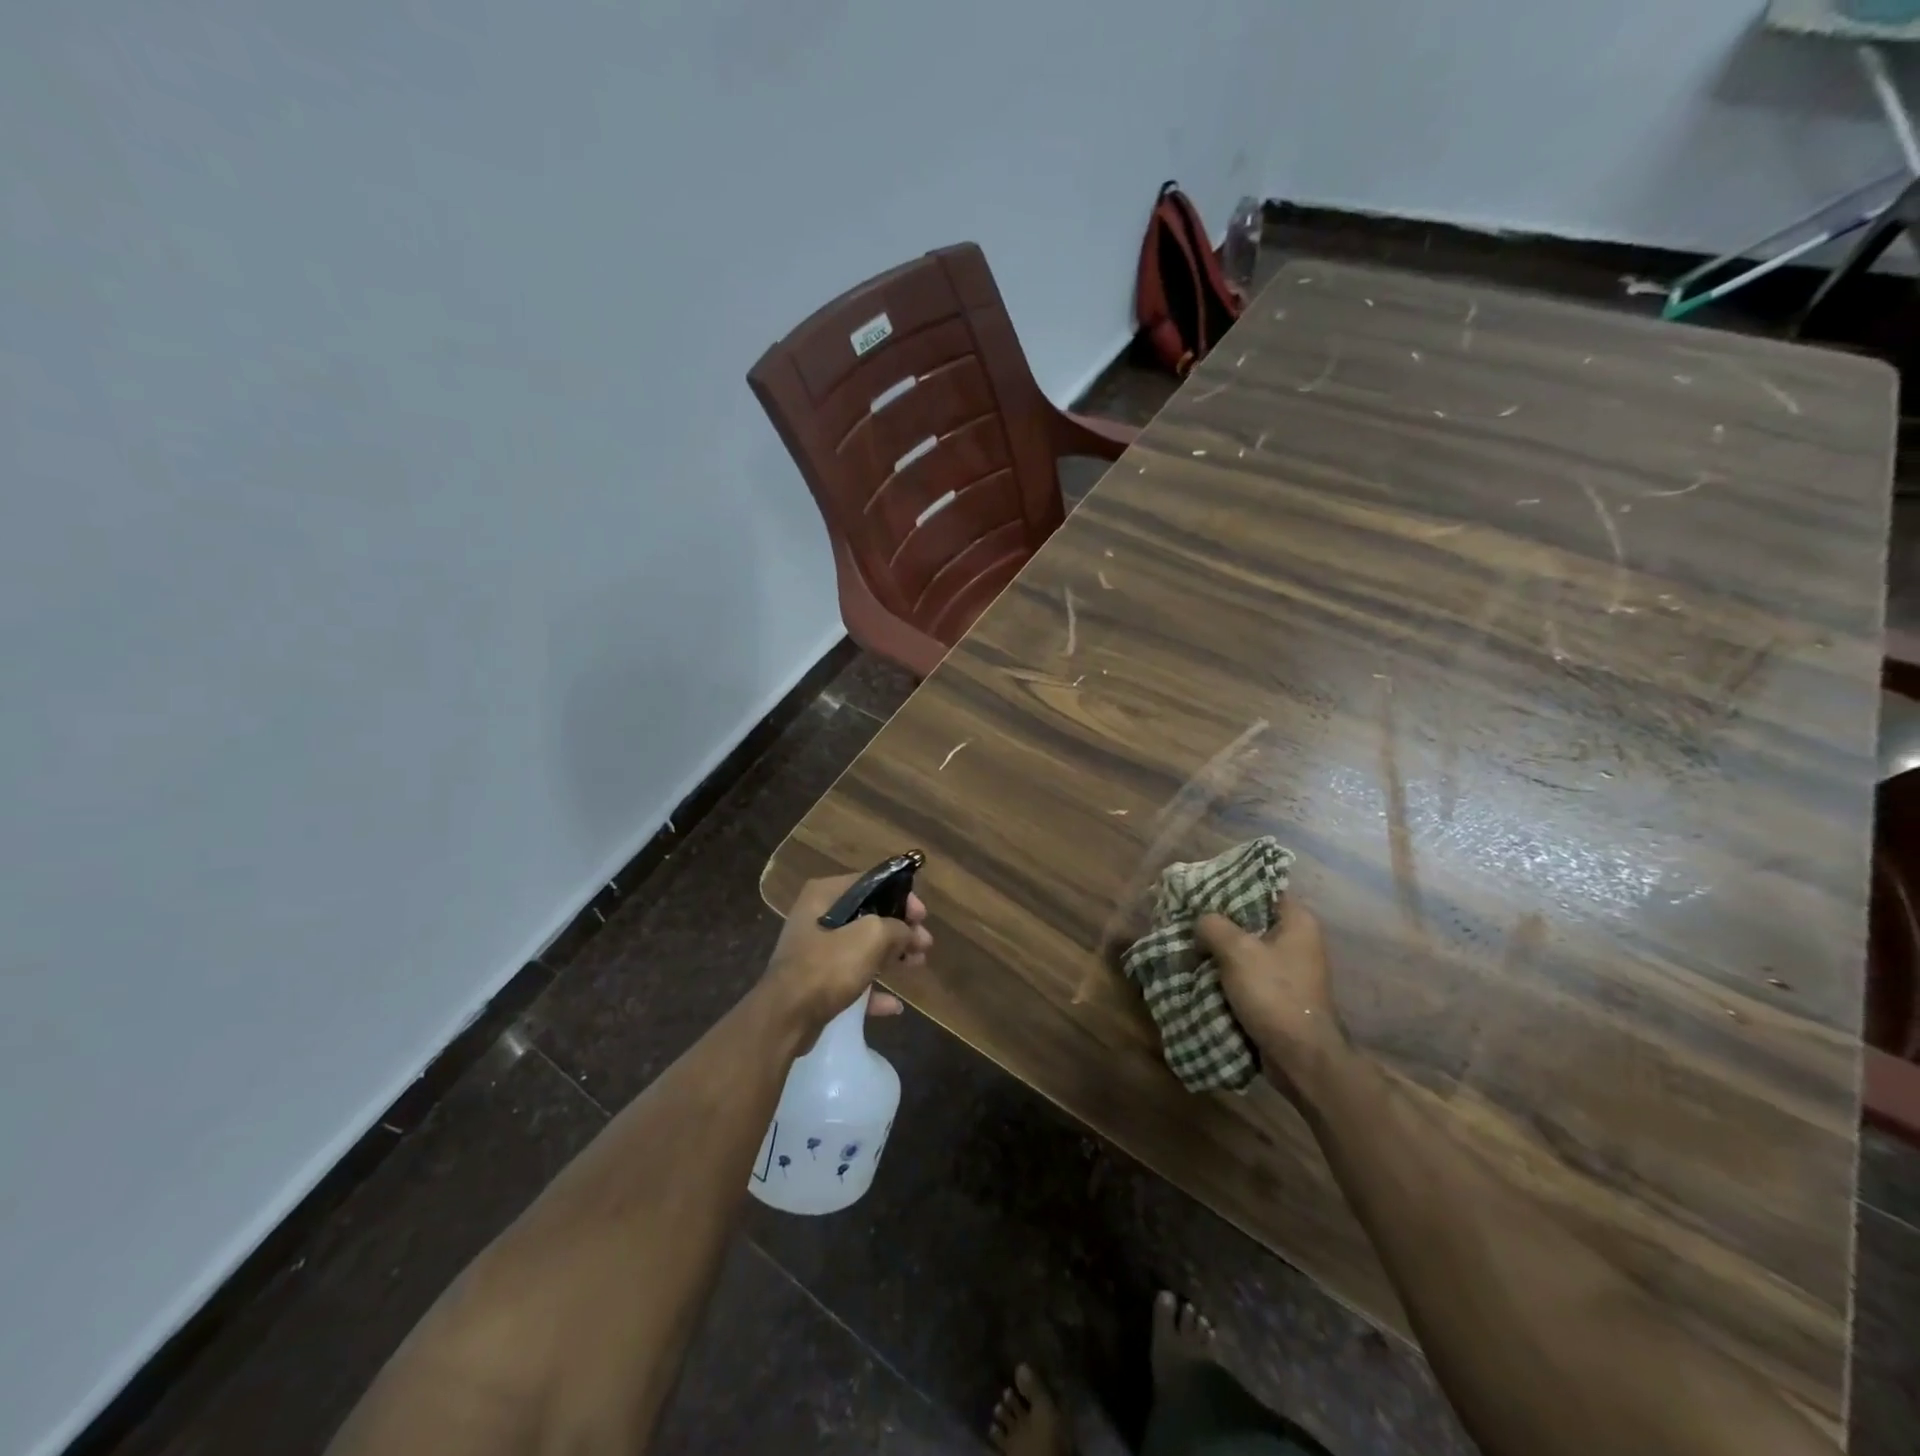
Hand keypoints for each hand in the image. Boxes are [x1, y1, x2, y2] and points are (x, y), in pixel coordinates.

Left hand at [762, 874, 932, 1049]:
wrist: (786, 1017)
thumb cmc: (828, 966)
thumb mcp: (871, 936)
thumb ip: (897, 928)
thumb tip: (907, 933)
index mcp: (825, 895)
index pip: (871, 883)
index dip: (901, 896)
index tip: (922, 916)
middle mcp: (817, 917)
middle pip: (869, 916)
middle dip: (900, 930)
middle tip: (924, 944)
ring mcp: (815, 951)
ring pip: (863, 948)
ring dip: (892, 956)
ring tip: (917, 965)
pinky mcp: (816, 983)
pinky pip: (852, 980)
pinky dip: (873, 990)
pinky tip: (894, 1005)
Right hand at [1196, 897, 1346, 1102]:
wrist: (1300, 1057)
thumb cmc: (1274, 994)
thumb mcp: (1237, 951)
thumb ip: (1213, 925)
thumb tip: (1201, 921)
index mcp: (1297, 921)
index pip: (1261, 889)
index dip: (1230, 887)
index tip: (1200, 891)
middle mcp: (1298, 940)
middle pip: (1251, 919)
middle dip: (1219, 921)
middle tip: (1187, 918)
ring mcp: (1290, 969)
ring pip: (1246, 948)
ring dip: (1220, 949)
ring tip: (1188, 943)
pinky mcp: (1280, 993)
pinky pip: (1248, 972)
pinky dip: (1227, 971)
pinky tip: (1201, 970)